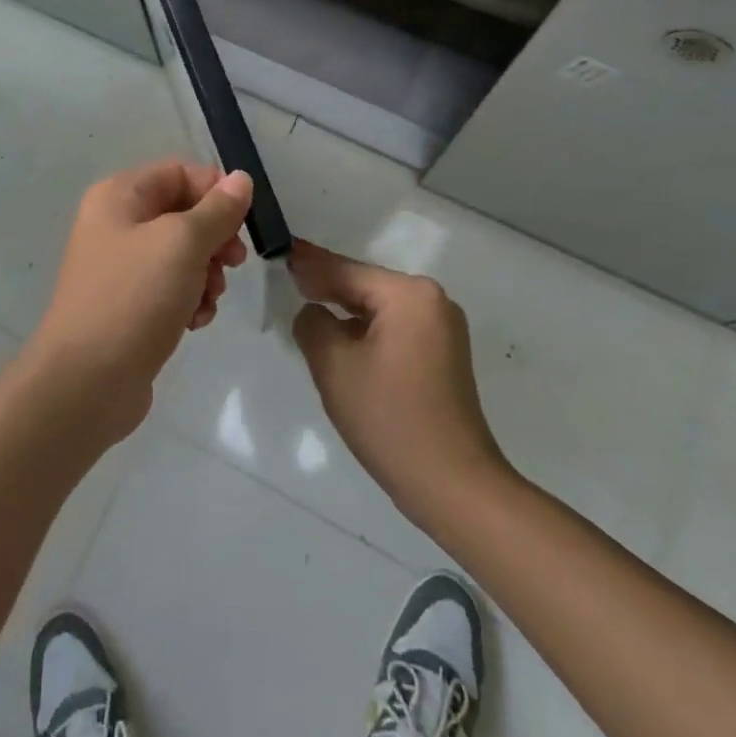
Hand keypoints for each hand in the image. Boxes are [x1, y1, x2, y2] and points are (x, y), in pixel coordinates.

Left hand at [29, 160, 252, 440]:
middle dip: (214, 238)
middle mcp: (116, 223)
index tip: (243, 222)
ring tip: (209, 299)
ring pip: (182, 254)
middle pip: (183, 213)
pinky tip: (195, 322)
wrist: (86, 383)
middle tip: (233, 263)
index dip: (216, 192)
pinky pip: (171, 288)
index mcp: (119, 196)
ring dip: (207, 274)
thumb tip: (240, 179)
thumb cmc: (133, 297)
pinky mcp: (129, 305)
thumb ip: (217, 210)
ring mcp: (121, 267)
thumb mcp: (182, 244)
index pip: (180, 173)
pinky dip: (190, 299)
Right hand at [290, 241, 508, 528]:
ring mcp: (442, 328)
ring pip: (380, 308)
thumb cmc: (390, 419)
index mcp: (409, 295)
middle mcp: (432, 301)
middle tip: (288, 276)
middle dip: (327, 285)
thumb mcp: (335, 366)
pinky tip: (341, 336)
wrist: (454, 486)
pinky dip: (366, 329)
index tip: (281, 250)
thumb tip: (313, 312)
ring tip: (307, 302)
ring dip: (346, 309)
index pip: (347, 271)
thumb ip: (313, 324)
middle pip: (366, 285)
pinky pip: (395, 328)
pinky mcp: (444, 354)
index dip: (310, 263)